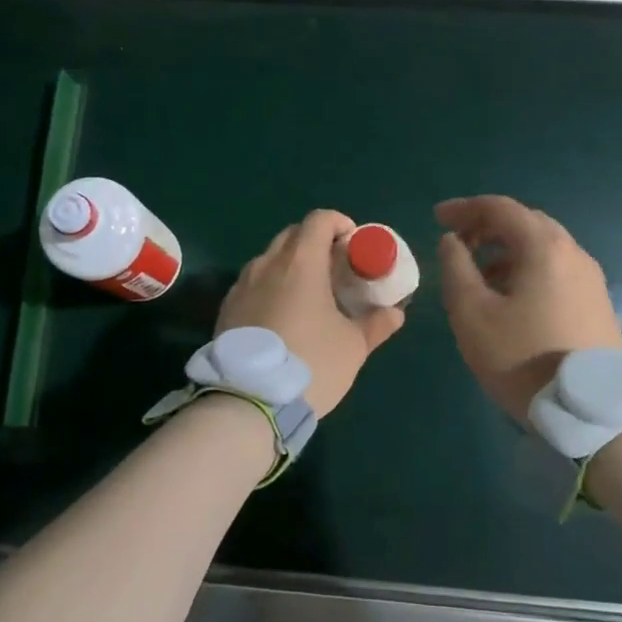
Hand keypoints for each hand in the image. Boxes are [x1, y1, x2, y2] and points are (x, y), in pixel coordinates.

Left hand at [217, 209, 405, 416]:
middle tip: (335, 270)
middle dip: (316, 243)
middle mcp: (267, 264)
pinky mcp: (227, 308)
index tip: (353, 244)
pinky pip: (253, 284)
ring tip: (309, 295)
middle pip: (293, 235)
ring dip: (291, 266)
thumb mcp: (353, 346)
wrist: (249, 401)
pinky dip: (271, 287)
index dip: (340, 224)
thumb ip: (376, 324)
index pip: (319, 220)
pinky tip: (282, 317)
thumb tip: (395, 313)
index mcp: (301, 262)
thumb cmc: (311, 364)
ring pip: (270, 259)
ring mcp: (241, 285)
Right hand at [436, 195, 621, 423]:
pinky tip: (510, 296)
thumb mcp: (472, 313)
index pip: (500, 208)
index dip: (464, 208)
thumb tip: (452, 240)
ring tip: (478, 273)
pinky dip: (526, 267)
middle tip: (457, 241)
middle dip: (487, 225)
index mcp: (543, 247)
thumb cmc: (522, 357)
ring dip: (506, 249)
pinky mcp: (596, 302)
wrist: (590, 411)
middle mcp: (573, 253)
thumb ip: (456, 268)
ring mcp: (590, 278)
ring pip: (543, 247)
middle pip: (526, 222)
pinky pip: (555, 269)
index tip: (436, 218)